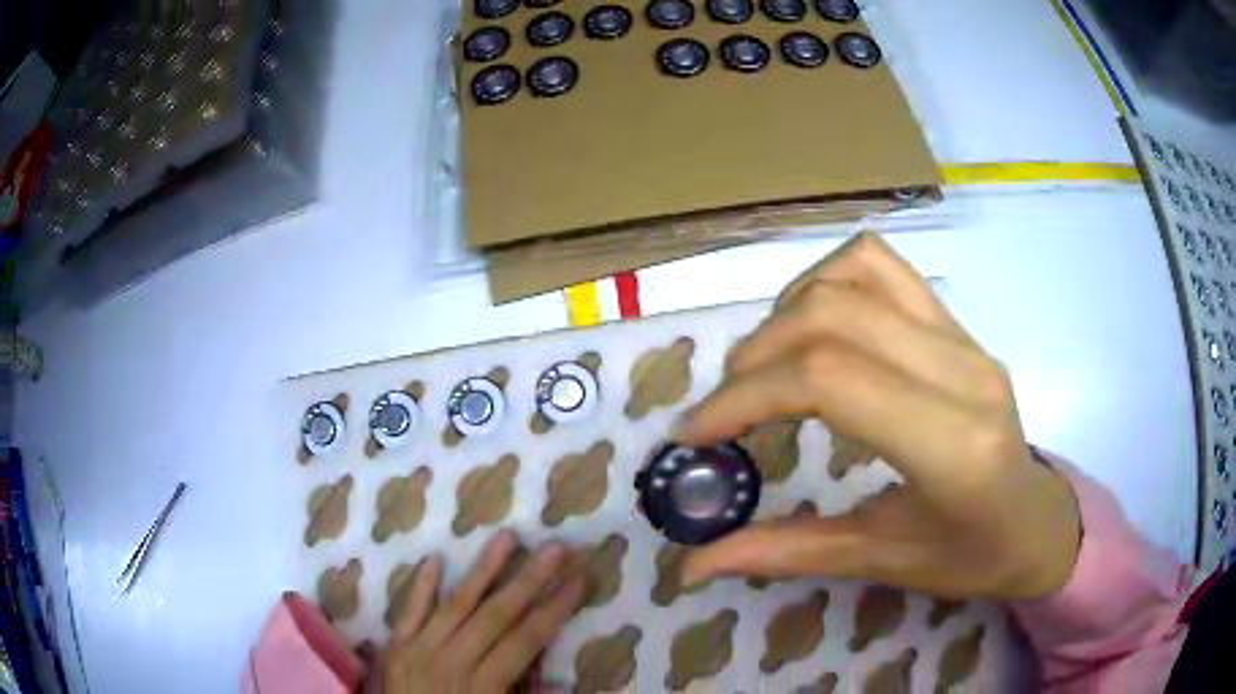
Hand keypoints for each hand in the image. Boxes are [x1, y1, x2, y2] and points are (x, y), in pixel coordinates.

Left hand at [376, 530, 584, 692]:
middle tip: (555, 548)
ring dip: (482, 570)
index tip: (580, 581)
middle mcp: (450, 661)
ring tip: (506, 537)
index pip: (527, 640)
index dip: (555, 610)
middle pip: (496, 615)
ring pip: (455, 603)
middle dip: (529, 580)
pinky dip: (420, 586)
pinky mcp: (394, 647)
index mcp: (482, 687)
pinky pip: (408, 612)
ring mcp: (417, 650)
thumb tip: (562, 682)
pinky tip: (434, 560)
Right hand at [677, 233, 1081, 600]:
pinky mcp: (958, 323)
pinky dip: (827, 284)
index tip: (696, 433)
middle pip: (832, 316)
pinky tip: (813, 329)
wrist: (1036, 520)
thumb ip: (785, 554)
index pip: (829, 381)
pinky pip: (881, 267)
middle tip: (725, 410)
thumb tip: (691, 564)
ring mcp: (964, 336)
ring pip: (853, 275)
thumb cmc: (969, 556)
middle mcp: (963, 371)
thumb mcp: (879, 561)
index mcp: (953, 446)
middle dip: (755, 359)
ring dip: (786, 313)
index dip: (745, 397)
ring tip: (765, 367)